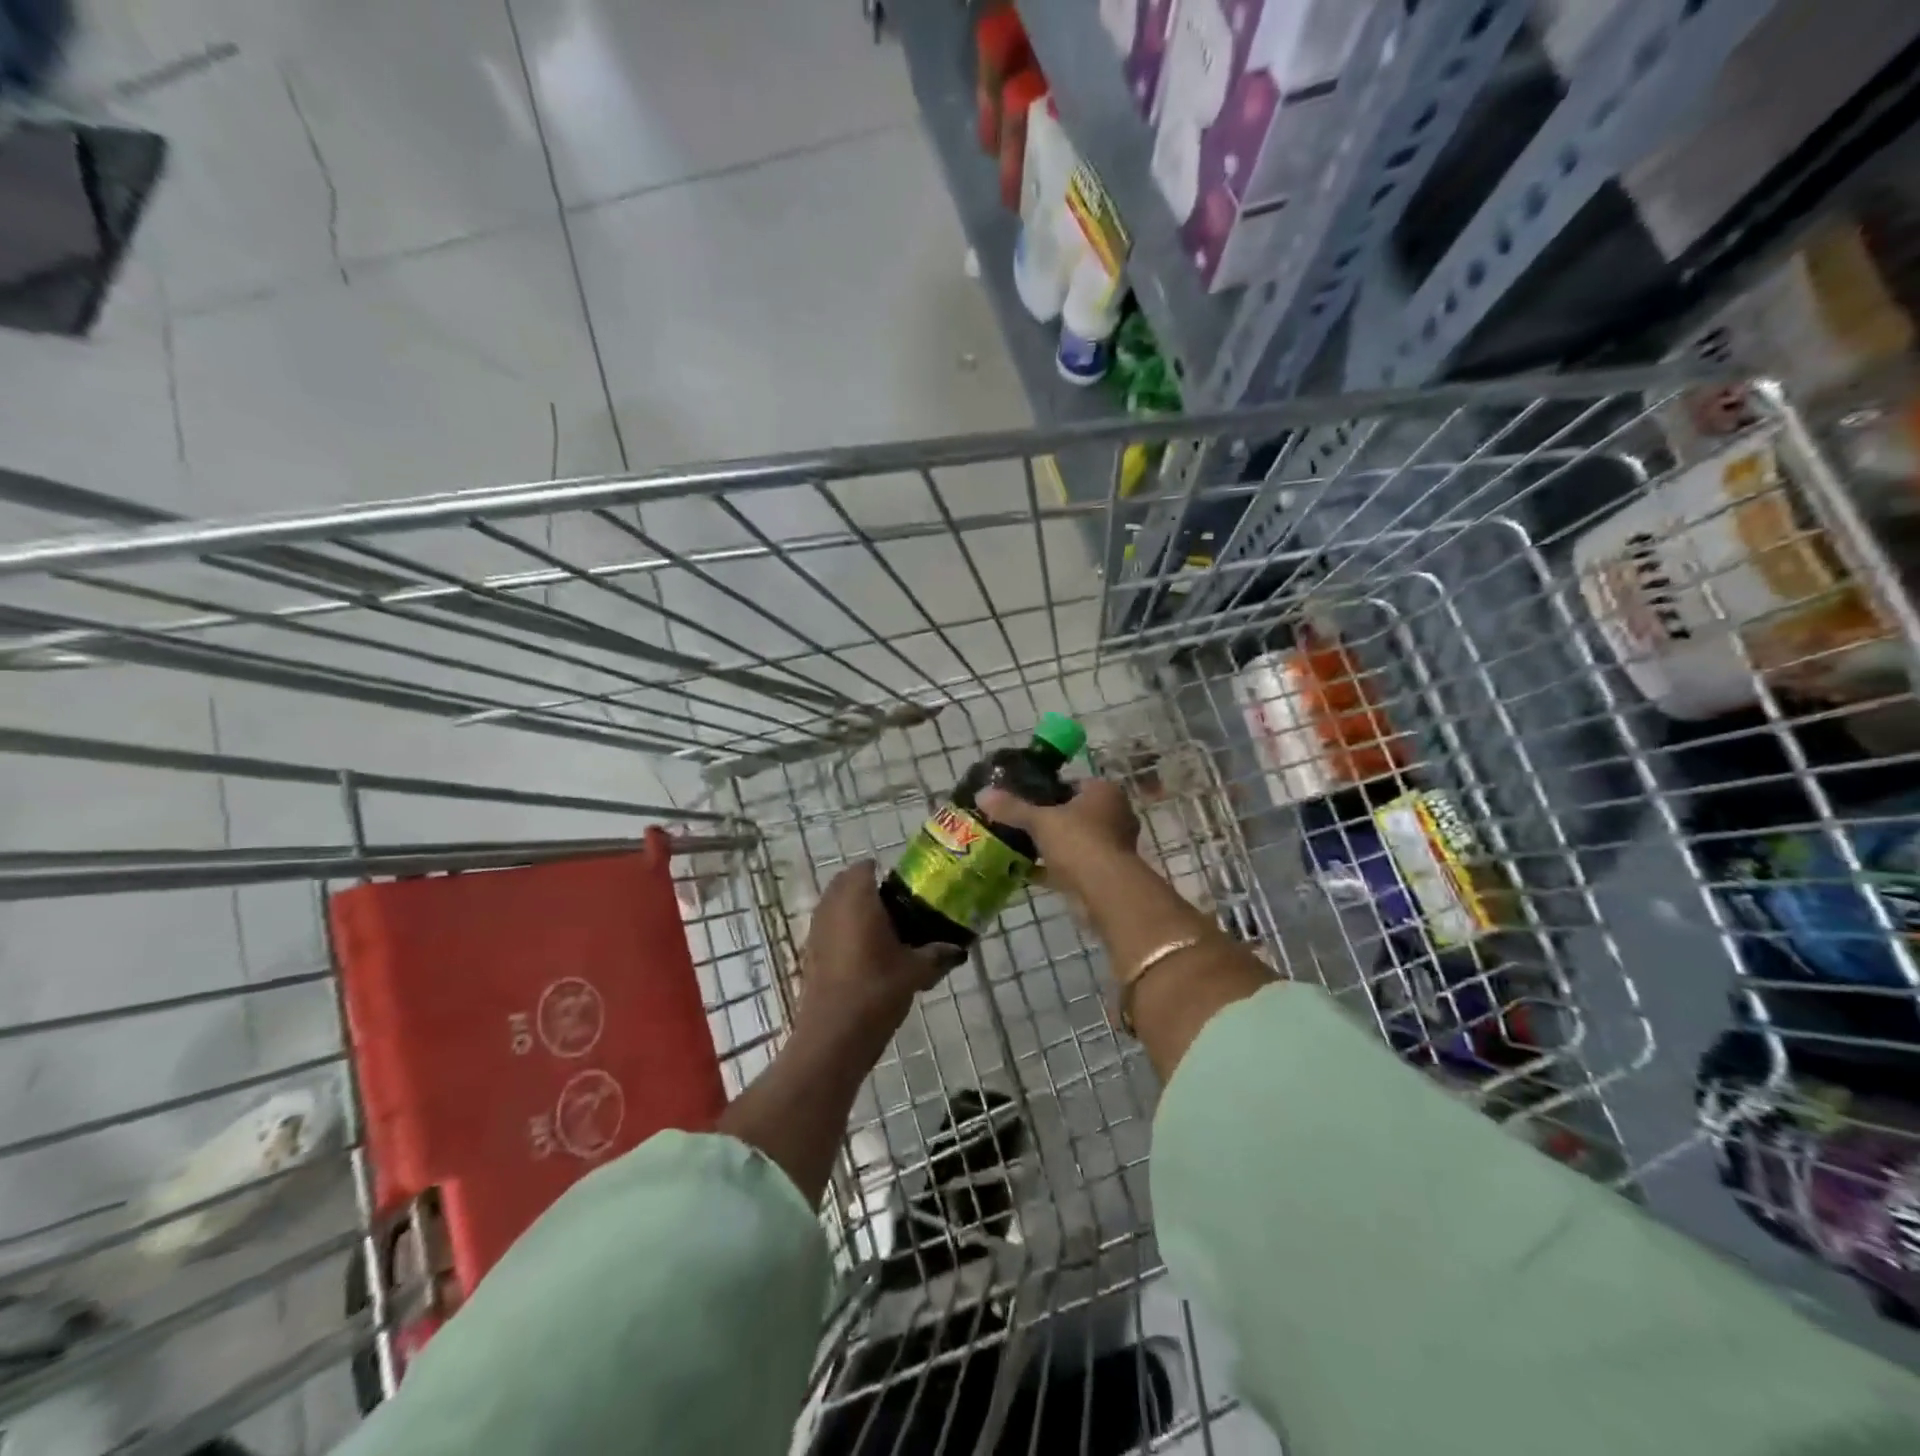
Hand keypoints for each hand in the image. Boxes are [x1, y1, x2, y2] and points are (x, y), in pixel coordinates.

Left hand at [796, 862, 963, 1055]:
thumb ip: (938, 954)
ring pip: (834, 905)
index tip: (904, 885)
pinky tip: (865, 954)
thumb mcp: (916, 971)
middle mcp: (832, 907)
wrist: (833, 1036)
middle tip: (896, 904)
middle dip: (867, 888)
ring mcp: (816, 930)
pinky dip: (843, 930)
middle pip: (846, 883)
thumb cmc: (876, 990)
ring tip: (883, 930)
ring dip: (853, 909)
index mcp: (857, 899)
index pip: (865, 868)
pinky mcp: (809, 953)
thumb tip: (960, 949)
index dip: (883, 871)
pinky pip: (827, 928)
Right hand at [976, 777, 1139, 895]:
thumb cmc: (1078, 842)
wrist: (1105, 891)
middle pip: (1073, 813)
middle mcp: (1115, 815)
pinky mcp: (1105, 873)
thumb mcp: (1040, 820)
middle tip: (1018, 823)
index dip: (1047, 790)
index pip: (1072, 784)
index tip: (1023, 799)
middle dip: (1048, 820)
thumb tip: (982, 793)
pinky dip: (1052, 869)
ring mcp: (1112, 846)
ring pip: (1074, 841)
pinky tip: (1025, 872)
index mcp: (1104, 792)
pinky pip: (1073, 865)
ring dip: (1051, 846)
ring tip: (1018, 846)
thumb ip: (1012, 808)